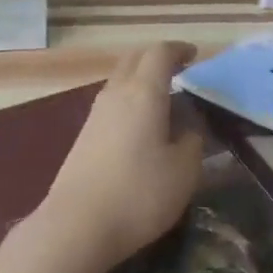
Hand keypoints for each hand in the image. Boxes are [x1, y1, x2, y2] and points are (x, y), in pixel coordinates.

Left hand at [40, 42, 202, 272]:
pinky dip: (130, 97)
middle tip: (179, 69)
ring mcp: (96, 112)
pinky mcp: (85, 133)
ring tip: (163, 98)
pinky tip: (140, 123)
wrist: (77, 223)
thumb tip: (188, 127)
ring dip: (141, 78)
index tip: (194, 55)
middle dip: (157, 58)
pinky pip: (112, 99)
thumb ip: (192, 141)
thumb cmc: (139, 193)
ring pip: (120, 78)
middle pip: (135, 58)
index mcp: (144, 92)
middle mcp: (117, 92)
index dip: (179, 50)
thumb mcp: (183, 171)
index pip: (160, 53)